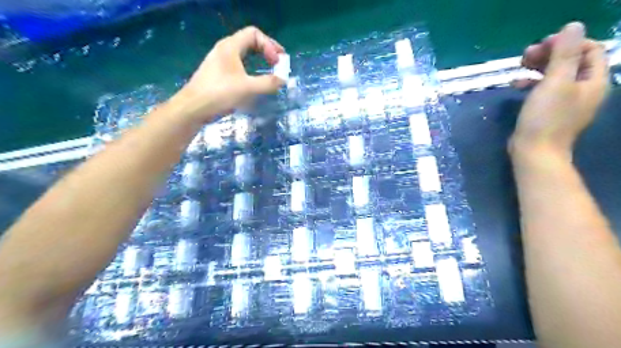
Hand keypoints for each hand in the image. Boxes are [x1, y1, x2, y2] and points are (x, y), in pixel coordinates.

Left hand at [169, 26, 285, 123]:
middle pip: (250, 42)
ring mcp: (220, 61)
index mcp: (231, 46)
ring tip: (269, 70)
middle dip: (266, 50)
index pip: (254, 34)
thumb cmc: (220, 93)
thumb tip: (283, 80)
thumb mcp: (248, 88)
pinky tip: (254, 81)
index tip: (277, 62)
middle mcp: (225, 49)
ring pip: (244, 54)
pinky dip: (251, 68)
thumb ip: (268, 83)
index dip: (269, 45)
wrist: (194, 107)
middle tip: (278, 63)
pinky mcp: (218, 73)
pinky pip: (239, 64)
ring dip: (259, 59)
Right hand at [512, 22, 609, 156]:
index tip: (543, 45)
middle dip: (549, 54)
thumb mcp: (555, 82)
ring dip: (538, 67)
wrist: (534, 151)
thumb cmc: (545, 118)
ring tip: (519, 65)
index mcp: (593, 81)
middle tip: (526, 54)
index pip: (589, 49)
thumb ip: (565, 54)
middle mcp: (584, 89)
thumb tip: (573, 26)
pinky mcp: (549, 110)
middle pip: (571, 61)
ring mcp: (566, 101)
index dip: (567, 43)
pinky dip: (531, 83)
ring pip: (555, 74)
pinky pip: (544, 89)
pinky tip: (516, 84)